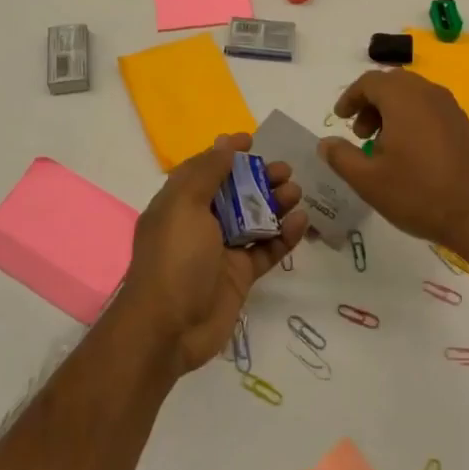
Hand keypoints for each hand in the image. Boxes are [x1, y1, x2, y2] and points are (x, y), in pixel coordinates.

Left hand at [119, 133, 306, 375]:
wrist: (168, 329)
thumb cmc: (174, 259)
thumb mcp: (184, 206)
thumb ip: (207, 172)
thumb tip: (225, 143)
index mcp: (179, 204)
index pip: (204, 170)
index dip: (226, 153)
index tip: (252, 140)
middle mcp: (200, 224)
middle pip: (235, 192)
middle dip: (260, 178)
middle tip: (287, 171)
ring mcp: (221, 251)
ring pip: (255, 219)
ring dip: (276, 203)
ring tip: (296, 194)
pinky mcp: (240, 275)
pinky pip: (266, 249)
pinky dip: (284, 235)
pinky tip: (300, 223)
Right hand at [318, 70, 468, 255]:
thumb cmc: (418, 194)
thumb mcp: (368, 181)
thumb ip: (341, 157)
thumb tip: (326, 143)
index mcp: (403, 99)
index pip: (369, 81)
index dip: (350, 97)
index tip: (340, 119)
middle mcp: (429, 93)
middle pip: (392, 84)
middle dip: (371, 104)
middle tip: (360, 134)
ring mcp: (451, 108)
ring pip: (413, 96)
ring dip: (392, 112)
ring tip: (383, 146)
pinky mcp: (465, 125)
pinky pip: (431, 109)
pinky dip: (413, 119)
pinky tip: (410, 153)